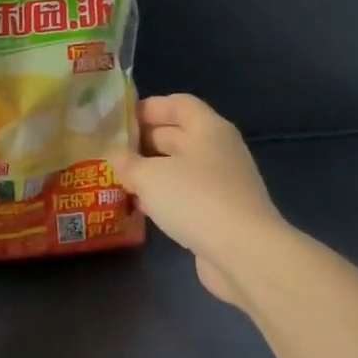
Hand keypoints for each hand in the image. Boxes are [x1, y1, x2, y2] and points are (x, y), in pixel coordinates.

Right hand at [107, 94, 285, 305]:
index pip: (177, 103)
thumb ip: (129, 164)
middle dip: (145, 142)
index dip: (148, 108)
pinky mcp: (223, 213)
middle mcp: (219, 150)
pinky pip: (188, 195)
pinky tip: (142, 207)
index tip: (120, 120)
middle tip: (112, 152)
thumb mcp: (149, 176)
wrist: (244, 253)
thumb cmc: (195, 199)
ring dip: (153, 172)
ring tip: (121, 179)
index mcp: (208, 129)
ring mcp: (224, 183)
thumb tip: (119, 159)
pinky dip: (166, 197)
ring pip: (181, 167)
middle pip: (178, 135)